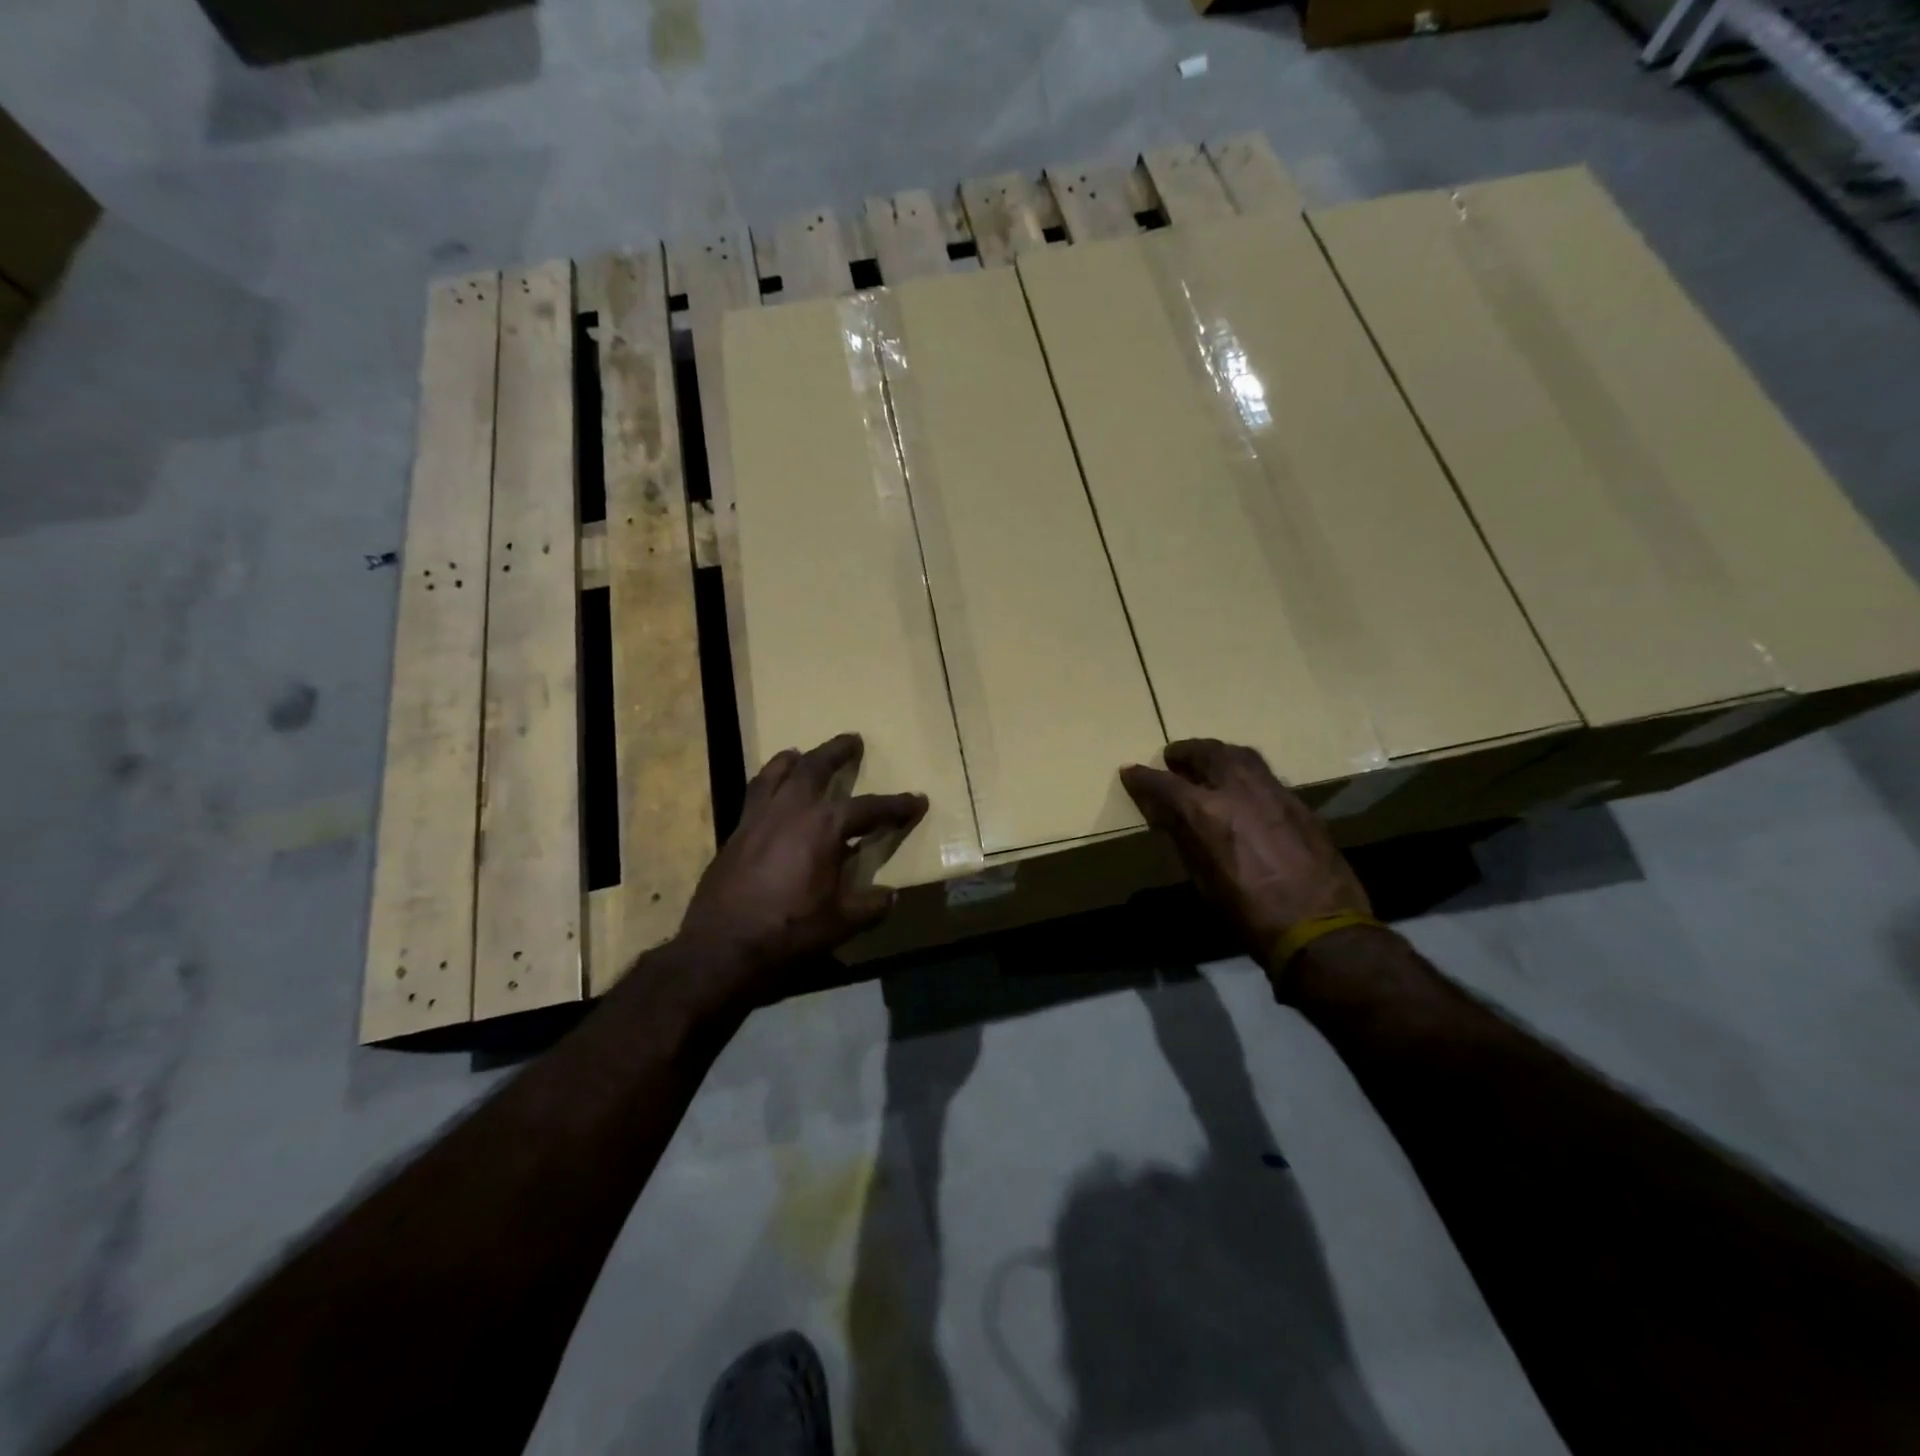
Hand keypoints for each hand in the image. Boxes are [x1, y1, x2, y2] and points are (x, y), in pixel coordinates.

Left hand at [676, 733, 926, 996]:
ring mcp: (759, 818)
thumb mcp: (840, 923)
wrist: (722, 947)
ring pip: (777, 773)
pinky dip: (767, 782)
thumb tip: (890, 896)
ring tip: (800, 753)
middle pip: (816, 768)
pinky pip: (754, 793)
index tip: (916, 800)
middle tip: (852, 740)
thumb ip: (870, 906)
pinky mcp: (736, 832)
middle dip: (837, 752)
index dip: (896, 805)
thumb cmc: (788, 932)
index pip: (869, 808)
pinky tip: (769, 792)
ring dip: (794, 760)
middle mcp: (791, 810)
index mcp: (824, 827)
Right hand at [1121, 739, 1370, 966]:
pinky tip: (1244, 790)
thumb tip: (1168, 815)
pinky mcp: (1299, 804)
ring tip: (1209, 762)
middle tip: (1173, 757)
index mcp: (1206, 813)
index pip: (1164, 784)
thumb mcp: (1203, 880)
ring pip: (1241, 756)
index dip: (1143, 778)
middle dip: (1186, 752)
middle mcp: (1239, 791)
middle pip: (1208, 753)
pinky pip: (1266, 776)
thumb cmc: (1248, 915)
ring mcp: (1274, 793)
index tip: (1130, 772)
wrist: (1320, 928)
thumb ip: (1185, 839)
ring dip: (1219, 754)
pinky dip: (1246, 774)